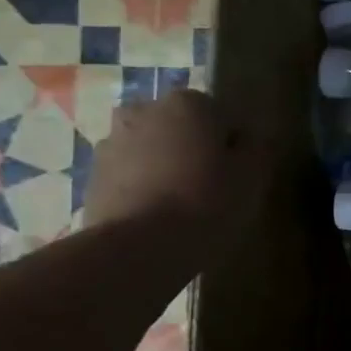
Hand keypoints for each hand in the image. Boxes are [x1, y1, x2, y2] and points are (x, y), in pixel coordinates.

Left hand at [84, 89, 253, 252]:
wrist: (137, 247)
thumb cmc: (206, 202)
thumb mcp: (253, 176)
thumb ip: (258, 147)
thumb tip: (253, 138)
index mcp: (188, 103)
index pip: (223, 116)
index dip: (234, 146)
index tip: (240, 174)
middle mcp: (144, 111)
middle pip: (182, 128)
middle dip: (194, 149)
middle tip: (211, 187)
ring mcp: (112, 142)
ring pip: (152, 149)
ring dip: (165, 166)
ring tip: (181, 206)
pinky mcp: (92, 176)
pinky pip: (129, 175)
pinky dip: (142, 187)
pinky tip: (156, 217)